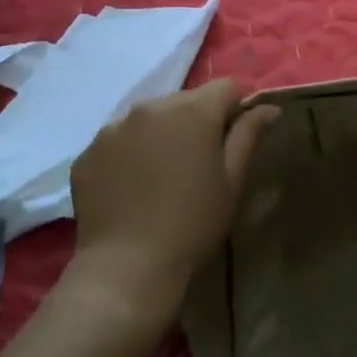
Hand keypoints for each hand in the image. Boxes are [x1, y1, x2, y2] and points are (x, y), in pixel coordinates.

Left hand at [68, 80, 278, 326]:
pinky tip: (132, 187)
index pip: (226, 87)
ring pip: (149, 118)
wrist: (127, 268)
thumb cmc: (192, 224)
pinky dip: (129, 153)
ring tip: (161, 175)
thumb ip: (249, 135)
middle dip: (196, 121)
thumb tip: (268, 107)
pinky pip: (118, 140)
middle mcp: (151, 107)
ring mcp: (114, 128)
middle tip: (198, 162)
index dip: (236, 108)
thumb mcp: (232, 181)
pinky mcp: (88, 152)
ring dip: (161, 134)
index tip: (233, 140)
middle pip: (185, 100)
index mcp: (192, 111)